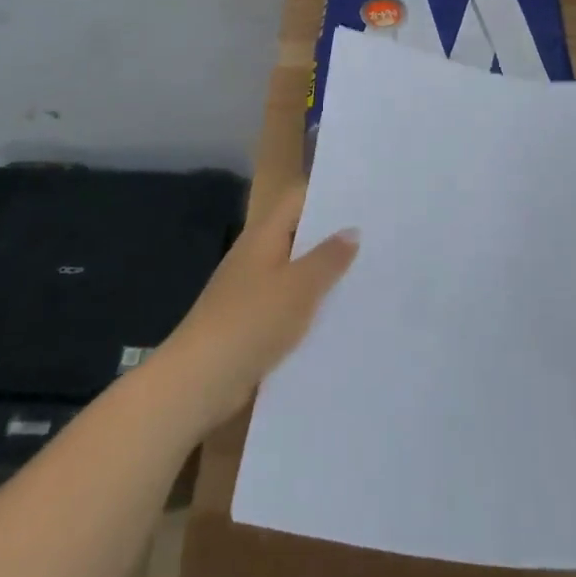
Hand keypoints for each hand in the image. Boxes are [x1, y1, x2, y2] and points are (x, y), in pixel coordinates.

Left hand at [157, 188, 358, 430]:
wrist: (199, 381)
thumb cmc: (251, 321)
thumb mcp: (299, 287)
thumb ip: (328, 258)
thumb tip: (352, 230)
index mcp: (263, 235)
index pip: (298, 198)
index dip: (329, 194)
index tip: (364, 198)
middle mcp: (256, 255)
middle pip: (298, 234)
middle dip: (332, 236)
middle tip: (376, 237)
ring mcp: (251, 289)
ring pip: (295, 271)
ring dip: (324, 274)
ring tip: (367, 275)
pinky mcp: (251, 322)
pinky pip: (288, 303)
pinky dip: (310, 306)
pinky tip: (338, 316)